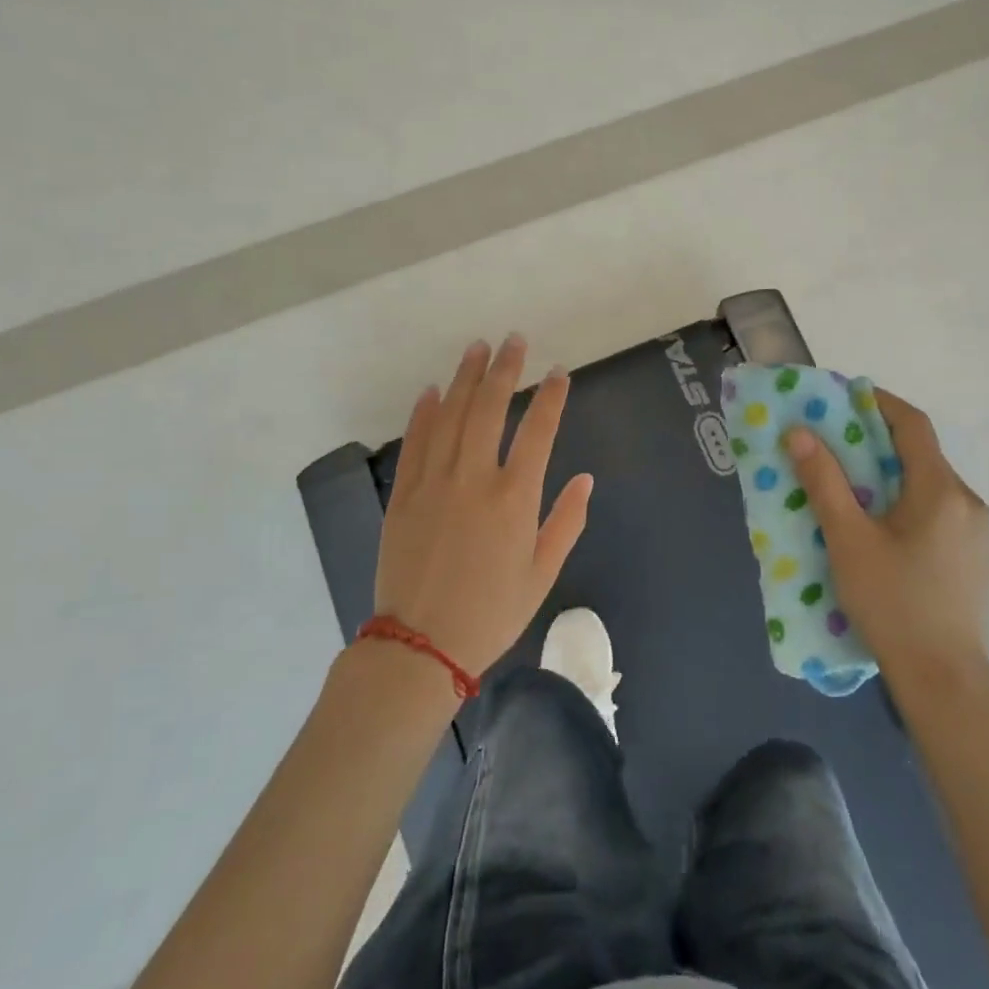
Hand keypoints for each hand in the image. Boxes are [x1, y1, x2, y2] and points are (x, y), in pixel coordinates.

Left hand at [373, 336, 592, 679]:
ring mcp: (433, 483)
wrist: (420, 647)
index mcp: (514, 498)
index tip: (559, 372)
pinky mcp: (403, 495)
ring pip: (450, 416)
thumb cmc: (491, 613)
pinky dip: (424, 413)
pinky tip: (432, 390)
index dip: (551, 397)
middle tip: (513, 340)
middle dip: (504, 370)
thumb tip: (585, 479)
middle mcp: (474, 479)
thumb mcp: (542, 574)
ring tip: (476, 348)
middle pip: (489, 409)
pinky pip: (415, 443)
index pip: (538, 431)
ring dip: (464, 378)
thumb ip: (566, 522)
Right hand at [784, 390, 988, 681]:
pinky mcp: (976, 558)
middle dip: (879, 441)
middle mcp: (968, 501)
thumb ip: (824, 483)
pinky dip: (909, 503)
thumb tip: (800, 434)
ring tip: (854, 488)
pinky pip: (939, 512)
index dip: (879, 403)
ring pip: (930, 485)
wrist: (944, 678)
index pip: (913, 425)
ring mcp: (978, 532)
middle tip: (837, 445)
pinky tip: (884, 530)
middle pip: (922, 455)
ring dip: (893, 475)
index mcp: (941, 490)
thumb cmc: (892, 603)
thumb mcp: (849, 540)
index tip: (845, 397)